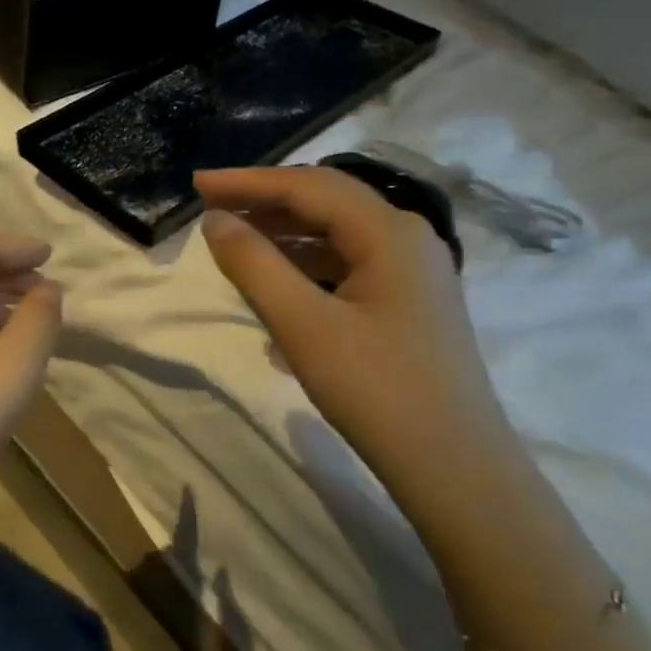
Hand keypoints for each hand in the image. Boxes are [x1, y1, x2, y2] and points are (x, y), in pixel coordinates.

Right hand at [196, 166, 519, 502]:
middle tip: (211, 207)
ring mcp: (414, 272)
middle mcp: (408, 239)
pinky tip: (276, 290)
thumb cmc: (375, 390)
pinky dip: (307, 268)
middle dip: (266, 201)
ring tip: (236, 242)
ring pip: (338, 235)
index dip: (248, 182)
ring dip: (285, 234)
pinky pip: (349, 267)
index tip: (197, 185)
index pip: (308, 186)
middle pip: (327, 202)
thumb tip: (216, 221)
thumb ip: (254, 265)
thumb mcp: (303, 324)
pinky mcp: (410, 304)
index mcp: (389, 232)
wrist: (454, 468)